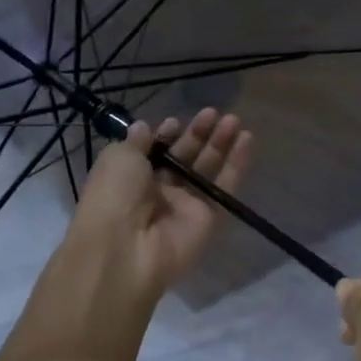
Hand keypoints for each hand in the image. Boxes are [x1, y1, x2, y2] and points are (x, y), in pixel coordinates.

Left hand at [67, 108, 252, 306]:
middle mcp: (159, 191)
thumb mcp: (117, 157)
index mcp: (132, 177)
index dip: (167, 136)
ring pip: (208, 170)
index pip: (156, 153)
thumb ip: (136, 142)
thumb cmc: (114, 195)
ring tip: (234, 120)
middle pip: (185, 158)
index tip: (176, 122)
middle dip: (199, 135)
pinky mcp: (209, 219)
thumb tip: (144, 127)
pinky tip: (246, 139)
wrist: (125, 247)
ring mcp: (186, 205)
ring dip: (221, 144)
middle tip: (214, 113)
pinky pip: (225, 188)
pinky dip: (236, 164)